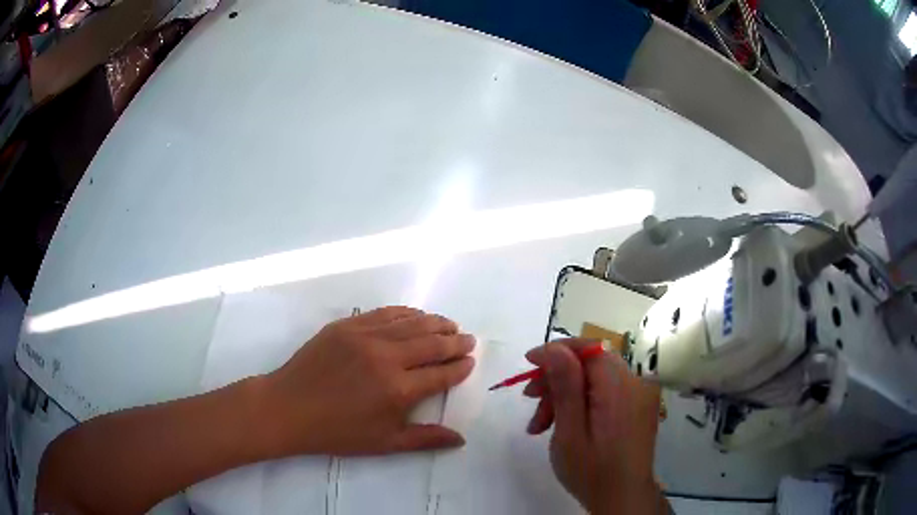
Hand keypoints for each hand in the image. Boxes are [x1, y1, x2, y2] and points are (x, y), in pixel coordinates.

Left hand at [256, 307, 474, 456]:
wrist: (288, 408)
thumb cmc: (337, 432)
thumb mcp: (383, 443)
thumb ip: (425, 439)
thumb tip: (461, 438)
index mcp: (398, 390)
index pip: (441, 374)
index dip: (460, 367)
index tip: (470, 361)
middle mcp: (387, 357)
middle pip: (432, 344)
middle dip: (455, 342)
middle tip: (468, 339)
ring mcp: (365, 336)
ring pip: (412, 323)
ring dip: (436, 323)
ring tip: (450, 325)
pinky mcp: (347, 326)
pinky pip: (385, 313)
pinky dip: (406, 313)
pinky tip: (416, 315)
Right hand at [524, 340, 666, 513]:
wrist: (623, 498)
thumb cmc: (592, 471)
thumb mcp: (570, 432)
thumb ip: (565, 387)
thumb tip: (554, 348)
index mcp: (620, 387)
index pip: (589, 348)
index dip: (557, 351)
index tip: (529, 364)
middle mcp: (634, 383)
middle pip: (590, 363)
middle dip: (557, 378)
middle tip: (530, 400)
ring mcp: (637, 395)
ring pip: (594, 379)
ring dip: (565, 394)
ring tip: (540, 424)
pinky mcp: (635, 407)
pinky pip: (604, 392)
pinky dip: (581, 402)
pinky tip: (561, 425)